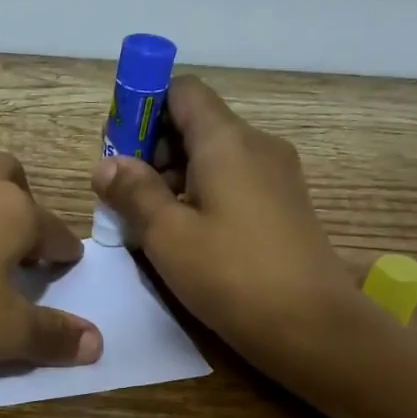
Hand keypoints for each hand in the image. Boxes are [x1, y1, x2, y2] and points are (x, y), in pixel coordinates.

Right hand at [89, 76, 370, 386]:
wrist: (310, 325)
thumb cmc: (231, 274)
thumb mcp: (167, 235)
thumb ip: (133, 192)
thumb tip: (106, 164)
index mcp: (227, 140)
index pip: (181, 91)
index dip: (143, 108)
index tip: (118, 149)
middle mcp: (256, 145)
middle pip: (196, 125)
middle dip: (152, 152)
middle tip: (123, 197)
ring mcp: (275, 176)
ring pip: (213, 158)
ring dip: (173, 180)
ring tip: (146, 224)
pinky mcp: (283, 206)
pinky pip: (232, 184)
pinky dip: (201, 197)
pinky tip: (183, 238)